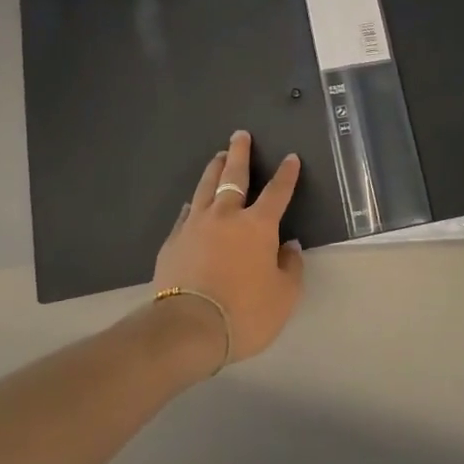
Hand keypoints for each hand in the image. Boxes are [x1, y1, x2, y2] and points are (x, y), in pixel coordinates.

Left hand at [154, 130, 304, 366]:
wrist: (188, 327)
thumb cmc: (245, 313)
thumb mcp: (284, 297)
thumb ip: (290, 268)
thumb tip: (289, 246)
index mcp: (258, 226)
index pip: (277, 192)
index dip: (286, 174)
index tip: (290, 158)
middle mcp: (226, 215)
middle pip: (234, 176)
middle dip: (240, 153)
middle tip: (240, 135)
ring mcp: (196, 225)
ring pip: (206, 187)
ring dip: (214, 169)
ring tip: (218, 156)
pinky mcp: (173, 241)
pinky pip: (186, 214)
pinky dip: (193, 205)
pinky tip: (192, 203)